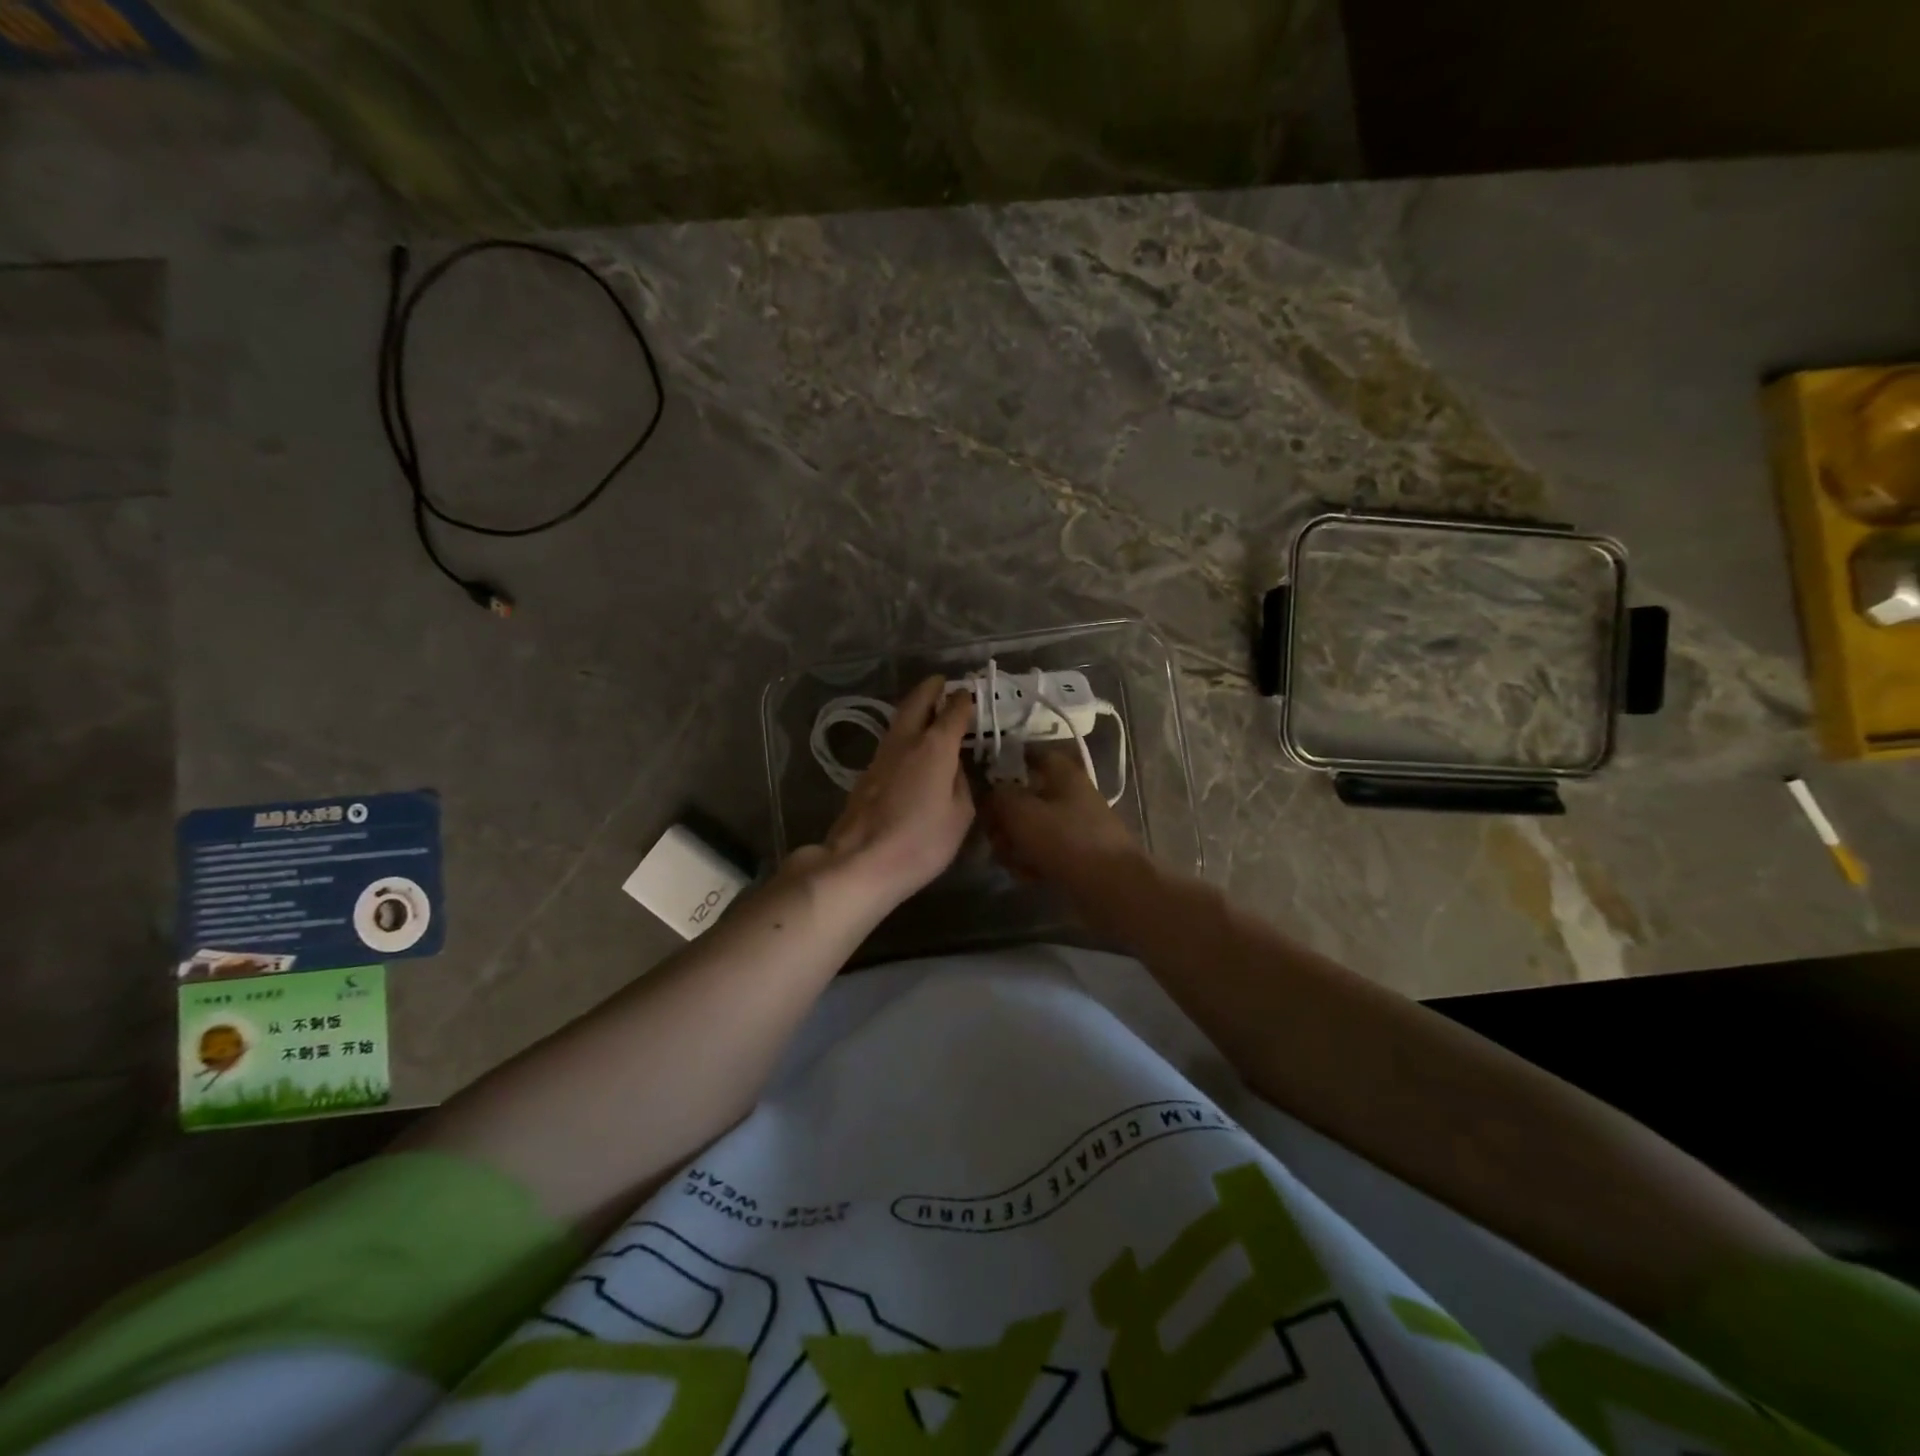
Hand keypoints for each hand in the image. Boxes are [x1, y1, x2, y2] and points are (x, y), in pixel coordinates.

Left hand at [804, 676, 975, 910]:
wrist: (861, 862)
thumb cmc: (921, 841)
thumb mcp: (959, 816)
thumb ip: (960, 784)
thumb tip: (953, 769)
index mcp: (935, 747)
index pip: (953, 712)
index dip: (964, 701)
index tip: (970, 694)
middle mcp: (906, 742)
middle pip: (916, 703)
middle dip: (930, 690)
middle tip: (940, 682)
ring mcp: (881, 757)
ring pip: (899, 722)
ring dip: (913, 710)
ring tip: (927, 710)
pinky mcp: (865, 776)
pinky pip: (890, 744)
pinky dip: (903, 735)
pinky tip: (910, 747)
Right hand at [982, 747, 1142, 897]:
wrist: (1112, 888)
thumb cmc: (1066, 840)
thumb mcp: (1021, 812)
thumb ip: (998, 797)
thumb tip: (989, 792)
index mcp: (1063, 774)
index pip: (1032, 754)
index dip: (1006, 761)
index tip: (983, 778)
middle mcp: (1071, 795)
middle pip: (1026, 796)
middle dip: (1004, 816)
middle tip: (993, 834)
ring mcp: (1076, 826)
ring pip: (1032, 827)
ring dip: (1014, 843)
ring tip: (1009, 860)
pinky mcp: (1077, 855)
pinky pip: (1044, 851)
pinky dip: (1031, 861)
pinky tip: (1026, 875)